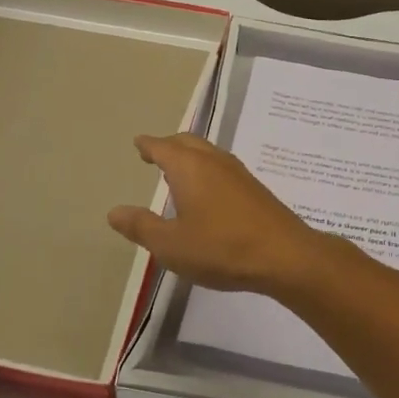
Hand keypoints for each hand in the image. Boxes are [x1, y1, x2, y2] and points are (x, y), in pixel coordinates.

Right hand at [107, 132, 339, 294]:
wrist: (284, 255)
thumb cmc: (221, 248)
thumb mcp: (171, 245)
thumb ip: (141, 226)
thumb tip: (114, 211)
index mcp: (189, 167)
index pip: (162, 147)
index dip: (149, 145)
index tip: (139, 143)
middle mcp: (213, 161)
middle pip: (187, 142)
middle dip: (169, 145)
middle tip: (155, 152)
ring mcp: (238, 172)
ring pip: (208, 152)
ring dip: (190, 155)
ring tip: (178, 169)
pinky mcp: (254, 188)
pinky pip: (222, 167)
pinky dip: (207, 168)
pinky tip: (208, 189)